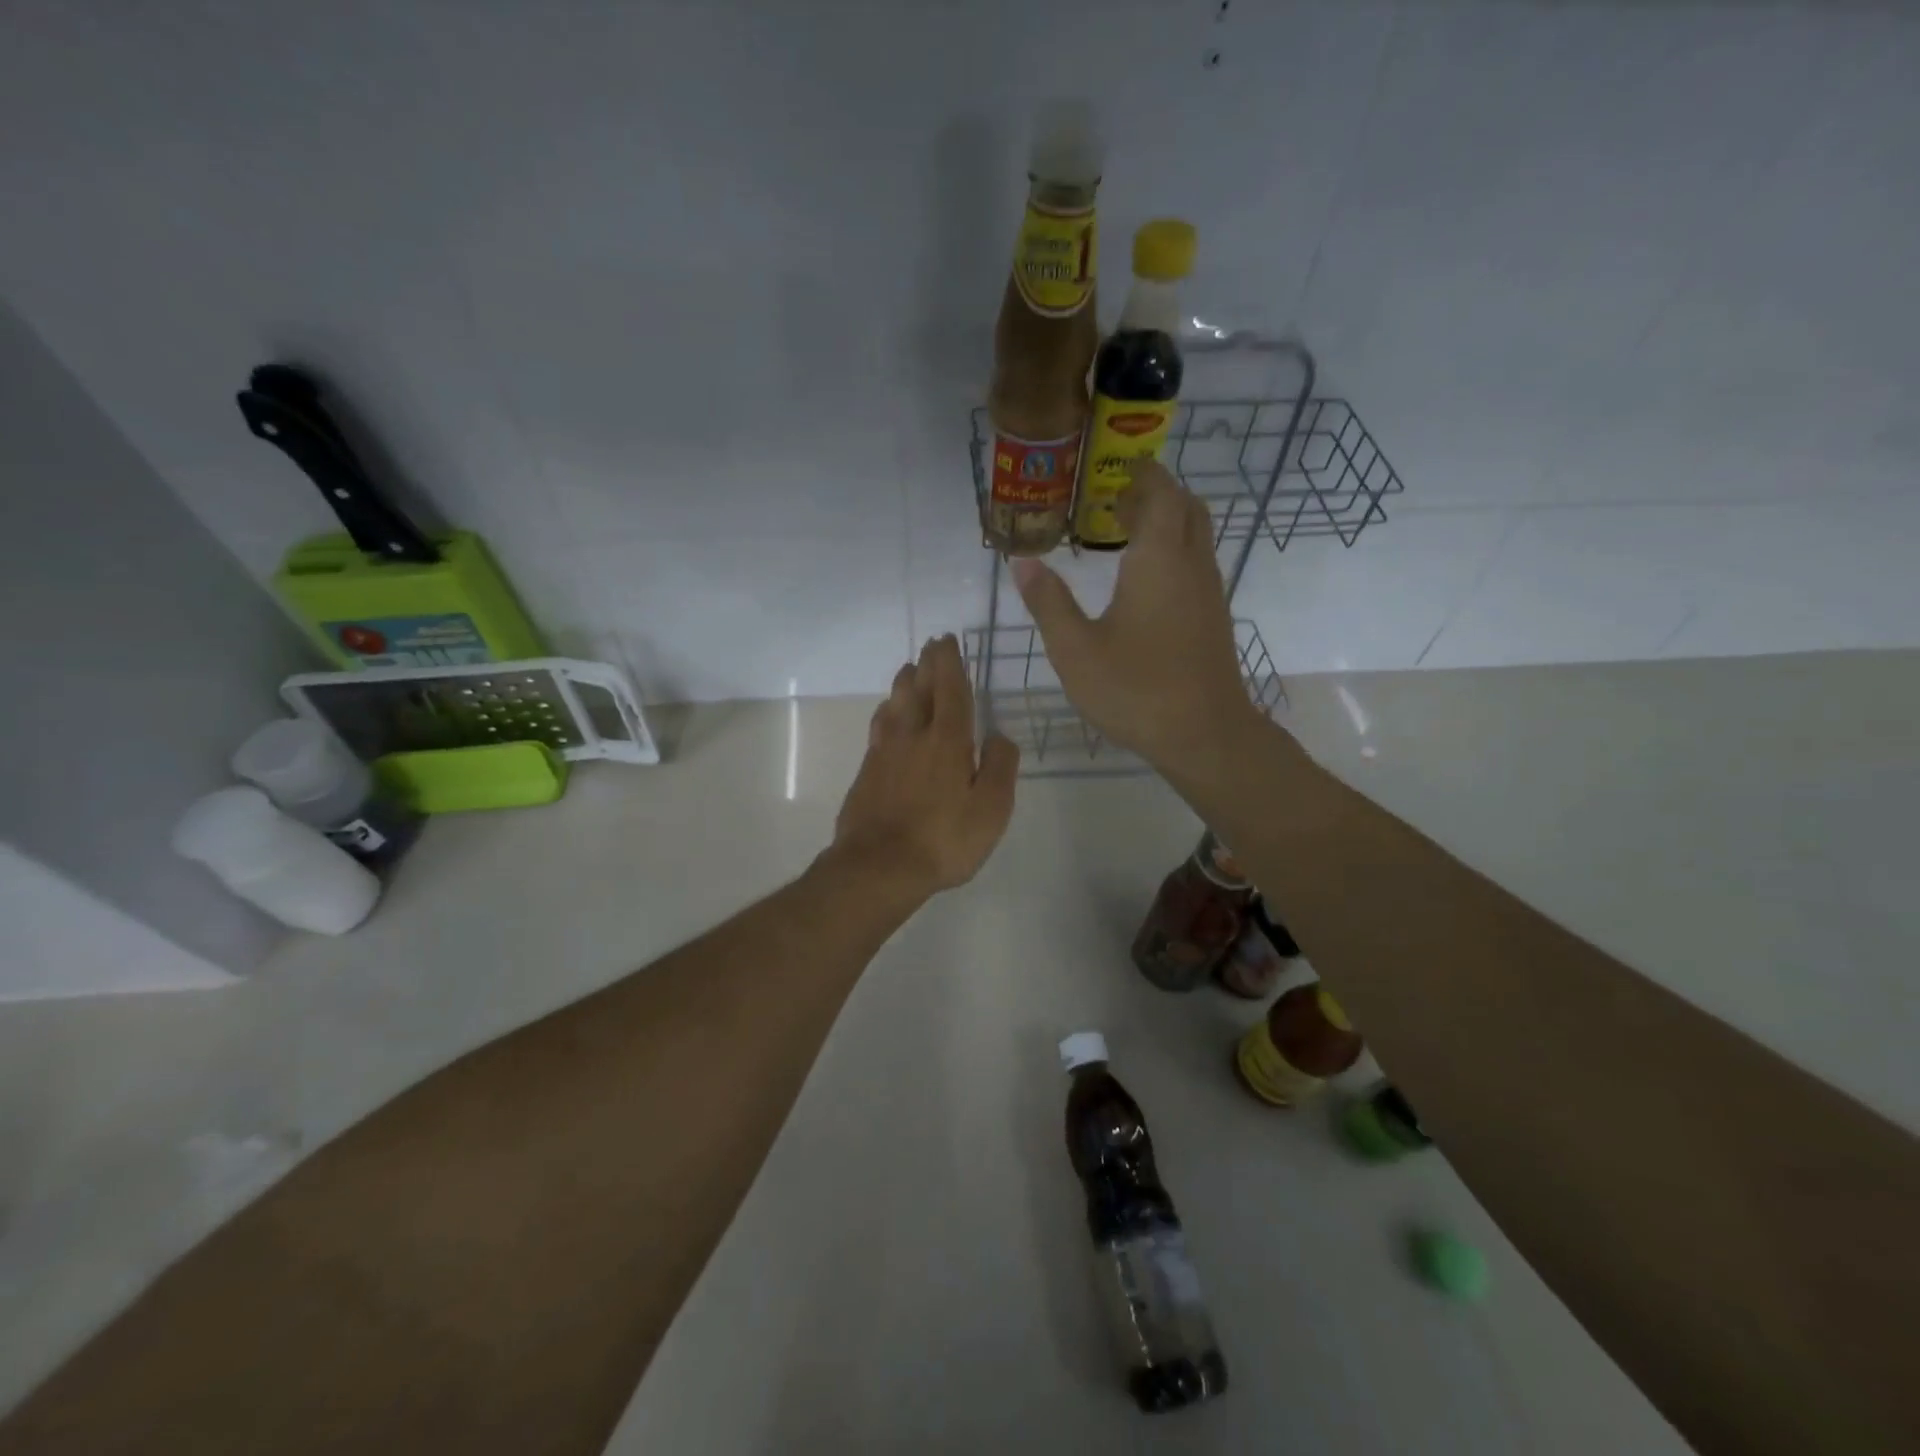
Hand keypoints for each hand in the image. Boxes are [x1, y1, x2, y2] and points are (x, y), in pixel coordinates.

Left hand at [830, 634, 1018, 897]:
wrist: (879, 866)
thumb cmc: (943, 839)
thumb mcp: (991, 809)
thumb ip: (1000, 767)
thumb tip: (998, 735)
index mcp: (947, 740)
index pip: (950, 689)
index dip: (950, 663)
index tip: (947, 641)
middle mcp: (913, 735)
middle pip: (918, 689)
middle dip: (926, 665)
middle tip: (930, 647)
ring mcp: (884, 752)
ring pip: (894, 704)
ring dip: (903, 683)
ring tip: (909, 671)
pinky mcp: (867, 771)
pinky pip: (879, 726)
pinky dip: (887, 710)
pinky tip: (888, 715)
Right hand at [1010, 460, 1256, 773]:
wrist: (1204, 734)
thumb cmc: (1136, 689)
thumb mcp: (1075, 649)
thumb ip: (1048, 602)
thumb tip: (1021, 562)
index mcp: (1158, 560)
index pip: (1160, 494)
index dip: (1144, 474)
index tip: (1121, 467)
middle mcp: (1191, 565)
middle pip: (1186, 508)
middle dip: (1157, 493)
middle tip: (1119, 498)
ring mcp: (1209, 593)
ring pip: (1196, 536)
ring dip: (1168, 522)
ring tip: (1127, 533)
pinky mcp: (1214, 619)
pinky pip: (1197, 564)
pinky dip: (1175, 551)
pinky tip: (1146, 581)